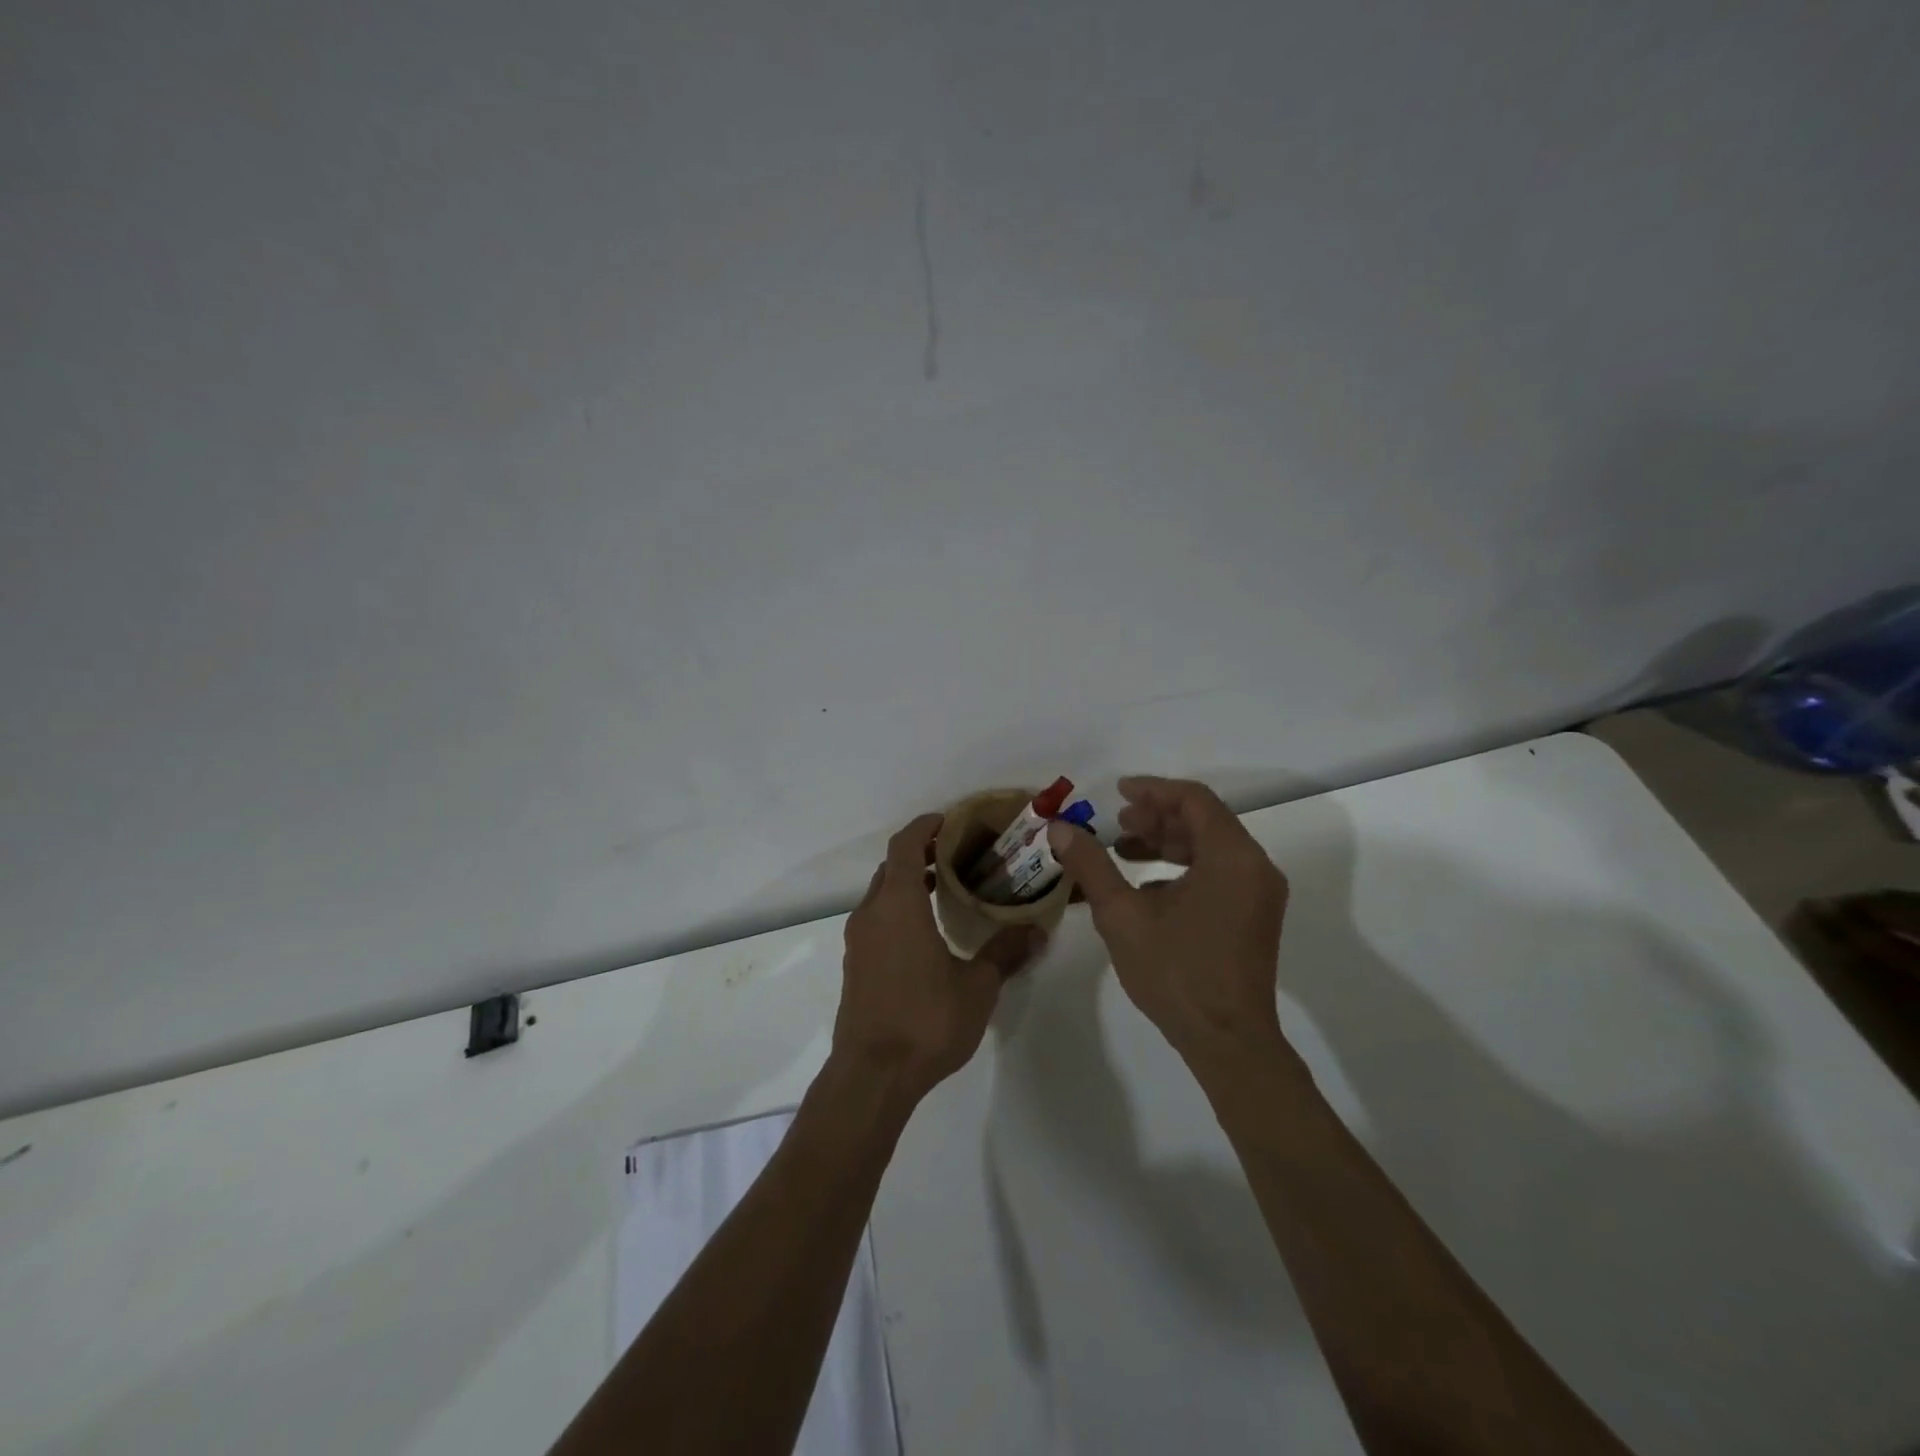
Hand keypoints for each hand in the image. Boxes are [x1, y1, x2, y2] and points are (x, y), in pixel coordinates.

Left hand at [833, 813, 1044, 1104]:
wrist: (872, 1075)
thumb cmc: (926, 1021)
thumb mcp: (977, 986)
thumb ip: (1005, 952)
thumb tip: (1036, 929)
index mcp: (899, 905)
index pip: (905, 846)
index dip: (924, 827)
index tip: (948, 820)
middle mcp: (872, 914)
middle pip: (891, 867)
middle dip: (920, 853)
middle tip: (956, 854)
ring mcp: (858, 940)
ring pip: (882, 894)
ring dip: (909, 882)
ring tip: (946, 888)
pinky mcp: (855, 964)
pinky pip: (876, 919)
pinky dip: (899, 908)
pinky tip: (926, 931)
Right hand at [1048, 776, 1289, 1067]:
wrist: (1227, 1042)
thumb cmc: (1176, 972)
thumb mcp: (1122, 915)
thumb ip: (1091, 865)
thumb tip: (1059, 829)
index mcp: (1232, 857)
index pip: (1193, 800)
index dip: (1152, 790)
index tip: (1117, 793)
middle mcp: (1254, 867)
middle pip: (1204, 820)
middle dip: (1156, 817)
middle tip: (1116, 823)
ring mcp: (1259, 894)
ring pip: (1211, 847)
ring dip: (1167, 842)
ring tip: (1124, 850)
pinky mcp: (1254, 916)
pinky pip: (1219, 872)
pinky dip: (1183, 867)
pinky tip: (1147, 888)